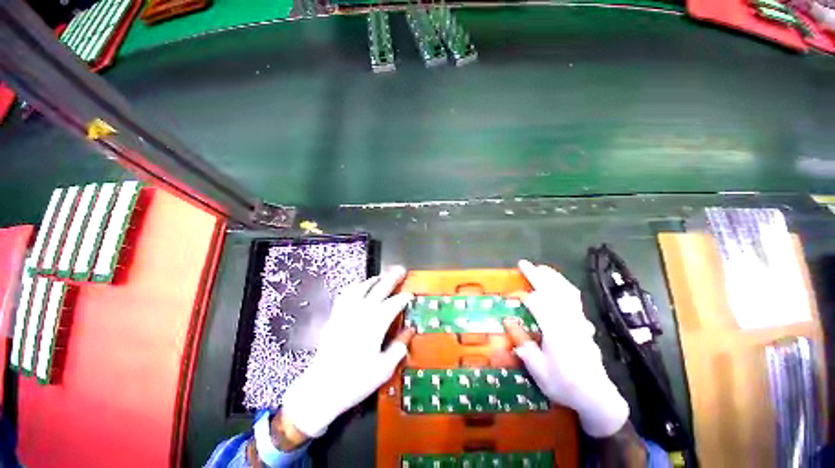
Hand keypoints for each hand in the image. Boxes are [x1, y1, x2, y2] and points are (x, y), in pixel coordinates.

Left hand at [281, 266, 414, 438]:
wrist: (322, 389)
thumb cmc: (356, 380)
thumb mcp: (384, 368)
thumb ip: (399, 347)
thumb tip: (410, 331)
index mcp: (375, 324)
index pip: (394, 304)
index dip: (404, 297)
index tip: (410, 295)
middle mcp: (361, 313)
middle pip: (379, 289)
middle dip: (392, 278)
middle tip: (400, 270)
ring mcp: (346, 313)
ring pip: (361, 288)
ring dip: (372, 280)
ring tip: (380, 277)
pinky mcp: (335, 317)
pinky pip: (345, 295)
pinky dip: (353, 287)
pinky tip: (357, 287)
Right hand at [503, 260, 628, 437]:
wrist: (597, 397)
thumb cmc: (564, 384)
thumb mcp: (537, 369)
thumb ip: (522, 343)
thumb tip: (507, 321)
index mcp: (556, 332)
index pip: (538, 304)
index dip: (522, 295)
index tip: (509, 294)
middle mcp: (569, 322)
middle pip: (553, 291)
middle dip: (537, 275)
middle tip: (524, 264)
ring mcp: (579, 321)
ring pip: (567, 291)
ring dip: (553, 277)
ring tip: (540, 268)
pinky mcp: (584, 323)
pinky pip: (574, 298)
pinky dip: (565, 286)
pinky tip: (559, 284)